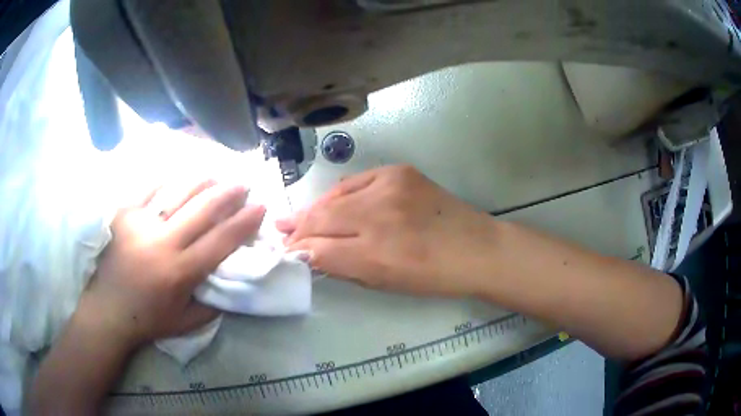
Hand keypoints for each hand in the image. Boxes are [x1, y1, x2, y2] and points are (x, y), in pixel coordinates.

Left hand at [78, 179, 265, 349]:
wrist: (108, 310)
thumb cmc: (149, 320)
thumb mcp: (188, 322)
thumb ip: (214, 304)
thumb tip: (232, 279)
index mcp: (180, 272)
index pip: (220, 240)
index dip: (244, 222)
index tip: (260, 207)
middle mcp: (162, 243)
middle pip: (203, 209)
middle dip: (228, 193)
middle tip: (243, 184)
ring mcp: (140, 224)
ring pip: (178, 192)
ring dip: (202, 181)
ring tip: (217, 174)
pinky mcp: (123, 214)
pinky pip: (149, 188)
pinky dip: (168, 179)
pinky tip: (180, 175)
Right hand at [277, 165, 495, 296]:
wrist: (477, 247)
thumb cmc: (433, 276)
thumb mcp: (385, 283)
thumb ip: (344, 267)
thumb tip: (311, 254)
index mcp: (376, 255)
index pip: (319, 249)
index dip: (298, 251)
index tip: (284, 253)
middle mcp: (379, 216)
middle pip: (321, 219)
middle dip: (297, 229)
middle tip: (280, 232)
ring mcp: (389, 187)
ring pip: (334, 198)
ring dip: (313, 210)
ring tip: (294, 218)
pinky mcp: (398, 172)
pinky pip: (355, 182)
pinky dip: (339, 195)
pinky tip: (331, 203)